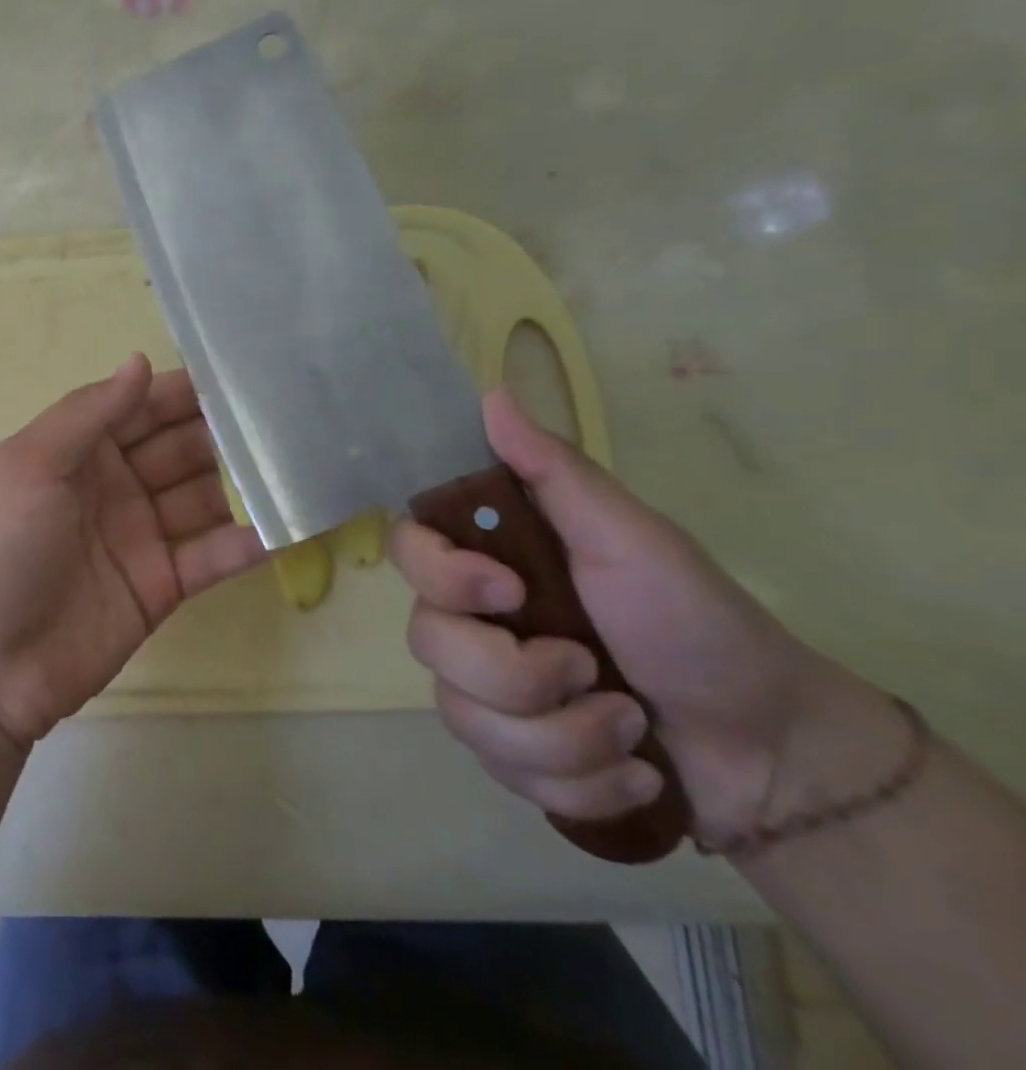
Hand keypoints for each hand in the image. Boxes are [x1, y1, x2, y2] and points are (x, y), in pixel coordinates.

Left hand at [0, 354, 266, 751]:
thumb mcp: (32, 464)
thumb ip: (90, 412)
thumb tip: (139, 361)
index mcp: (77, 450)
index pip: (140, 407)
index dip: (183, 391)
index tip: (241, 373)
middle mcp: (112, 485)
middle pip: (178, 447)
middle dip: (223, 431)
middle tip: (287, 415)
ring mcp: (139, 537)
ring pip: (202, 496)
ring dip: (244, 480)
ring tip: (303, 461)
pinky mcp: (161, 587)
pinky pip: (211, 555)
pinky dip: (249, 540)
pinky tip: (293, 521)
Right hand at [391, 390, 865, 843]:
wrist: (770, 749)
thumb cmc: (695, 621)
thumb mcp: (630, 538)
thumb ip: (556, 471)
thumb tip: (491, 394)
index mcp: (491, 561)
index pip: (407, 550)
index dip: (441, 576)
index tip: (509, 592)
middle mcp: (472, 620)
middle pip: (428, 643)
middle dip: (517, 676)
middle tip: (593, 673)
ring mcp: (486, 691)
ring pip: (463, 717)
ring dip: (563, 737)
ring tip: (631, 733)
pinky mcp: (511, 755)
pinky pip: (501, 772)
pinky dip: (578, 784)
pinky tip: (629, 774)